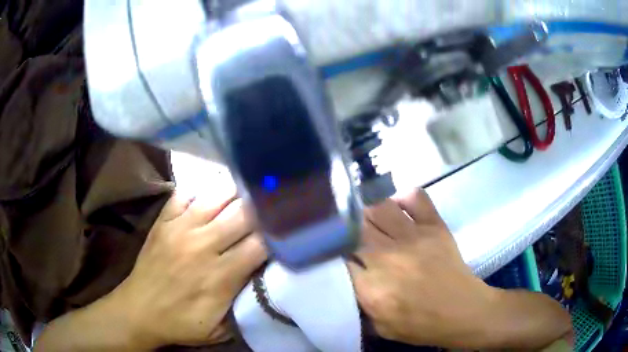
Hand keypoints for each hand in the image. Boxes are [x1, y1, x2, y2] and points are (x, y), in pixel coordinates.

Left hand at [110, 193, 266, 348]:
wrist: (139, 310)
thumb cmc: (181, 323)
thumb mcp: (220, 328)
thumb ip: (245, 304)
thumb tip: (264, 276)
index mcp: (220, 276)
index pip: (260, 244)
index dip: (277, 234)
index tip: (286, 230)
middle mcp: (202, 246)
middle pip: (243, 213)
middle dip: (262, 208)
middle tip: (273, 204)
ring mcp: (180, 228)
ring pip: (217, 195)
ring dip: (237, 192)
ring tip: (249, 191)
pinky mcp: (163, 220)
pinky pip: (186, 192)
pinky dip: (203, 189)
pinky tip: (213, 192)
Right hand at [349, 189, 493, 347]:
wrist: (463, 311)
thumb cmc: (421, 325)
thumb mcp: (380, 327)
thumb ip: (359, 303)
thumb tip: (348, 277)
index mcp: (373, 287)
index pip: (341, 257)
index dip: (336, 252)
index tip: (337, 253)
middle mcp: (389, 257)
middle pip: (355, 228)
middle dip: (348, 229)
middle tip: (349, 234)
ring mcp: (414, 237)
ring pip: (378, 208)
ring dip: (369, 212)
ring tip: (371, 220)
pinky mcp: (435, 225)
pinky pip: (415, 197)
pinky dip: (402, 198)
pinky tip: (398, 209)